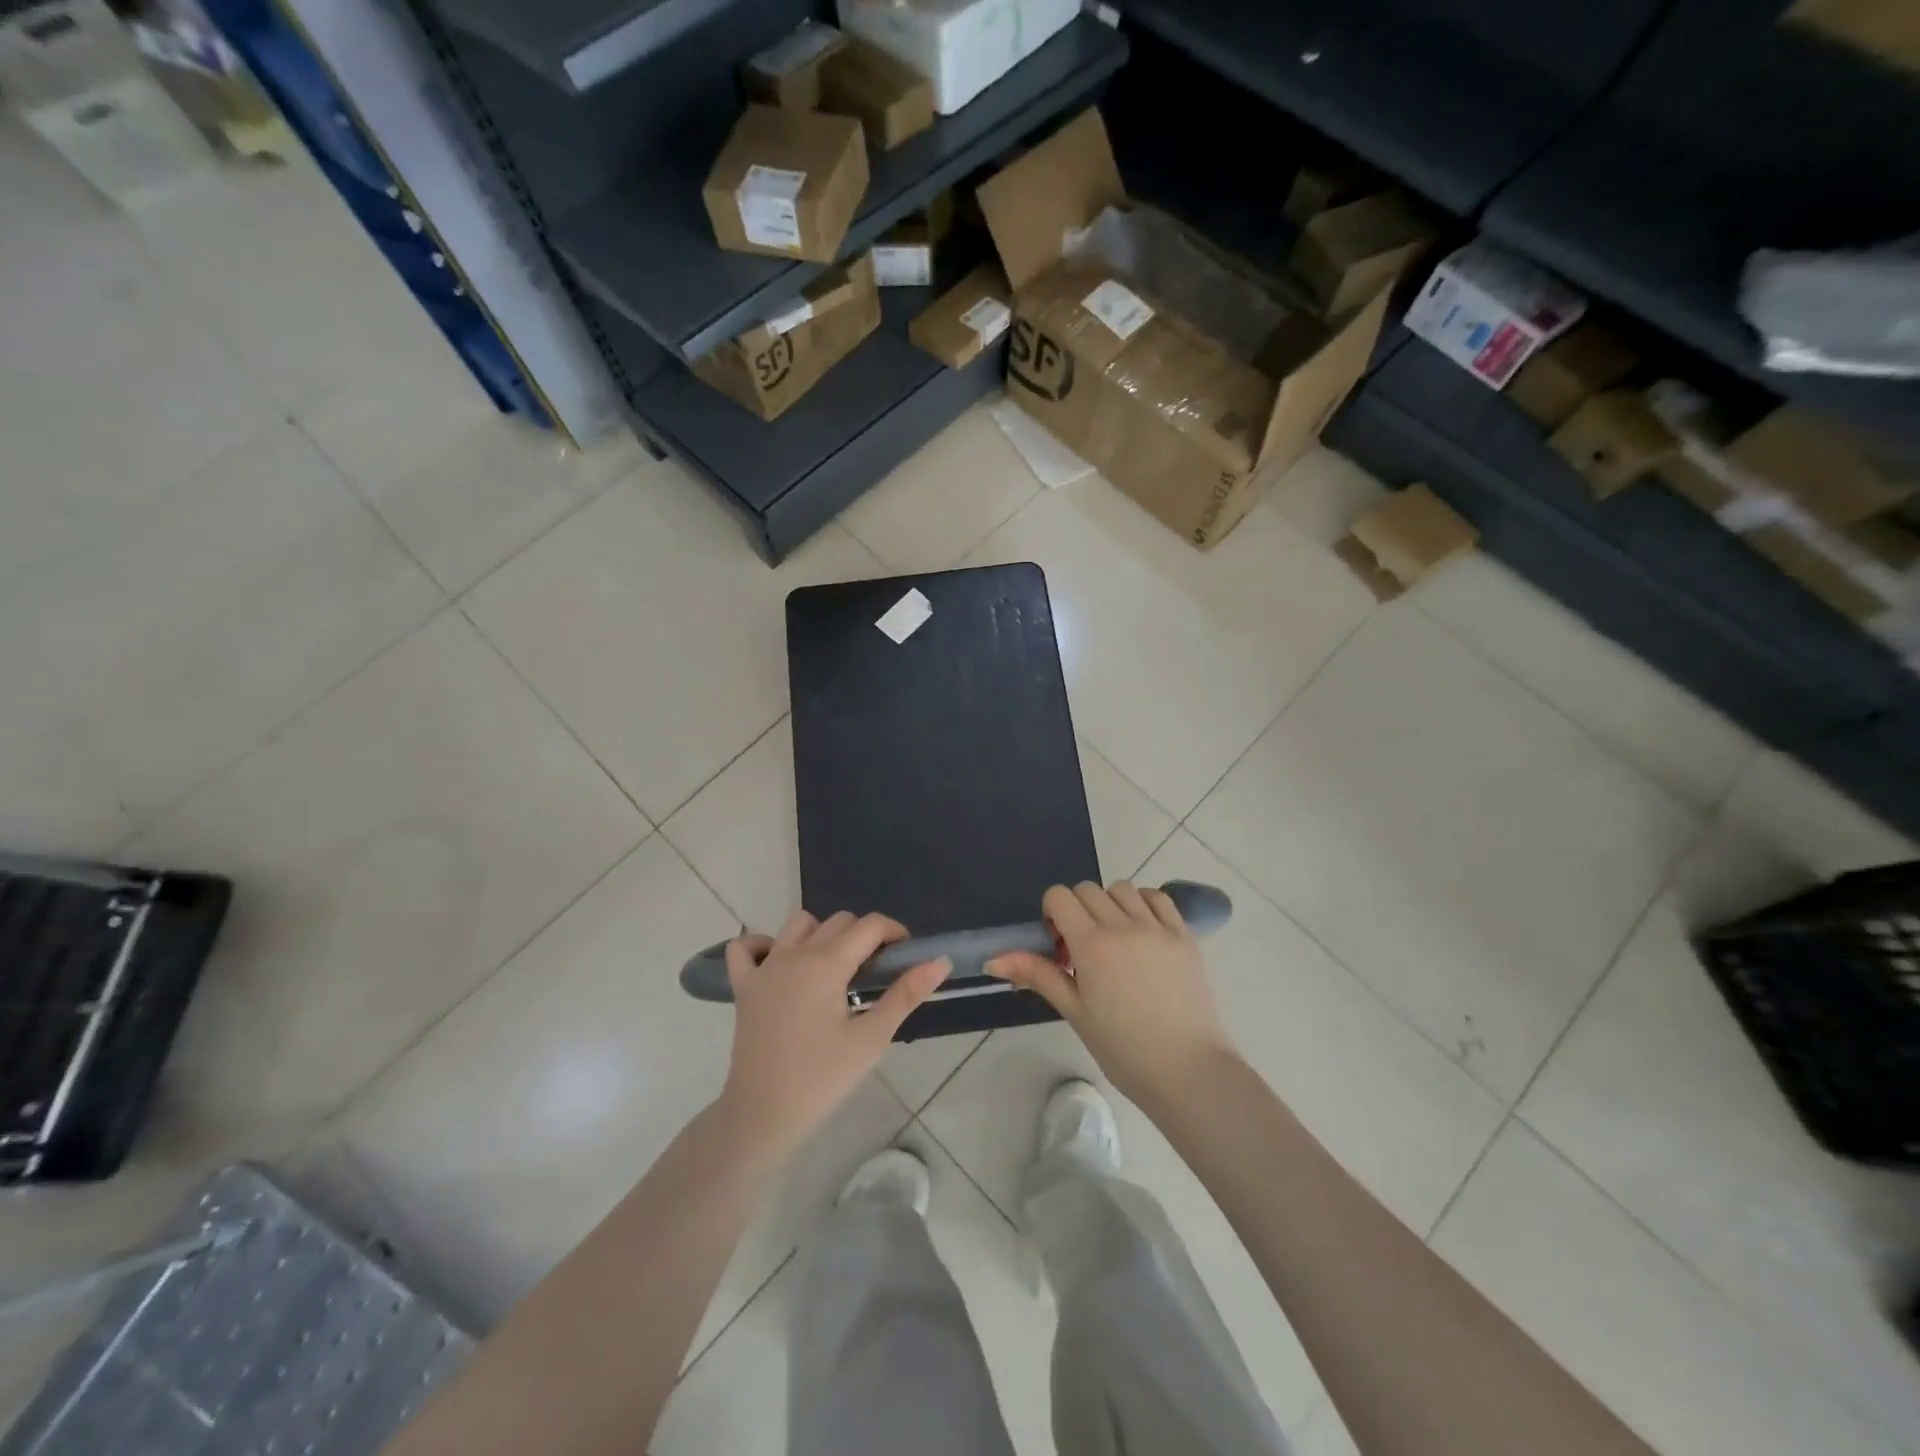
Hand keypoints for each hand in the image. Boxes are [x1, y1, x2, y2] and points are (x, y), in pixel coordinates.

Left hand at [717, 910, 948, 1159]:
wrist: (762, 1114)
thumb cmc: (822, 1078)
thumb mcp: (872, 1038)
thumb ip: (906, 995)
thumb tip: (940, 962)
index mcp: (827, 963)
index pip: (870, 926)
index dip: (894, 932)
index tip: (906, 956)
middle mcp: (795, 953)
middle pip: (839, 921)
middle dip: (864, 936)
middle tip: (875, 973)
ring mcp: (765, 967)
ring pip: (798, 924)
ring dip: (821, 933)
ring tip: (834, 967)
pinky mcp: (744, 986)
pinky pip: (745, 947)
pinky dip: (762, 945)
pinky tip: (779, 962)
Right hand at [988, 881, 1237, 1113]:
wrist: (1187, 1071)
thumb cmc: (1123, 1049)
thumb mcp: (1075, 1012)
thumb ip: (1038, 975)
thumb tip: (992, 959)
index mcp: (1092, 944)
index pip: (1060, 896)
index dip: (1052, 913)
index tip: (1059, 944)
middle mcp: (1123, 925)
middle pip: (1088, 889)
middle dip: (1078, 909)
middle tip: (1084, 948)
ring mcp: (1158, 928)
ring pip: (1122, 889)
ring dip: (1110, 904)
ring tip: (1116, 940)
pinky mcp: (1184, 935)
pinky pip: (1158, 899)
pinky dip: (1144, 904)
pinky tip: (1142, 932)